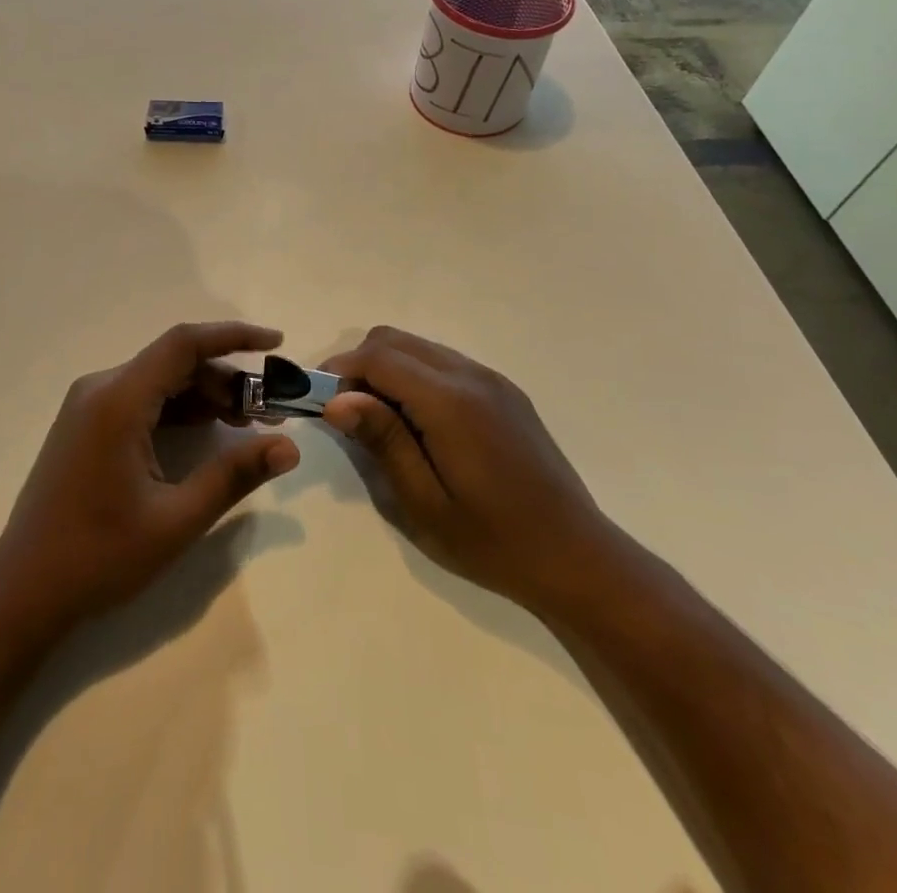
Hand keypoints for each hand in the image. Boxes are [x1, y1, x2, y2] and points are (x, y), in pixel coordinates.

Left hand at [0, 322, 300, 631]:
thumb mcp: (176, 519)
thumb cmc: (99, 556)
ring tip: (248, 423)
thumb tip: (289, 447)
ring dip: (205, 396)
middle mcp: (101, 388)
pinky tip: (208, 433)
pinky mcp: (87, 425)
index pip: (184, 344)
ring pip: (160, 381)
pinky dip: (179, 410)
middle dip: (227, 379)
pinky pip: (141, 400)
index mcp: (118, 400)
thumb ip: (234, 475)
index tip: (277, 344)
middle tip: (270, 411)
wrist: (23, 591)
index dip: (234, 336)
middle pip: (175, 363)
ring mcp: (89, 406)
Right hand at [321, 326, 617, 610]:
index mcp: (451, 402)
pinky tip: (419, 422)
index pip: (379, 357)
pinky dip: (417, 376)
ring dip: (388, 368)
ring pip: (420, 347)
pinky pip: (445, 363)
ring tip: (380, 419)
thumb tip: (337, 400)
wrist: (577, 557)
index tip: (319, 400)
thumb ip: (383, 441)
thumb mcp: (425, 502)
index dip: (340, 370)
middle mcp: (471, 375)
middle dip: (360, 365)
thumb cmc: (494, 540)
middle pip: (395, 340)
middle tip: (347, 413)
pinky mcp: (504, 391)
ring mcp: (492, 380)